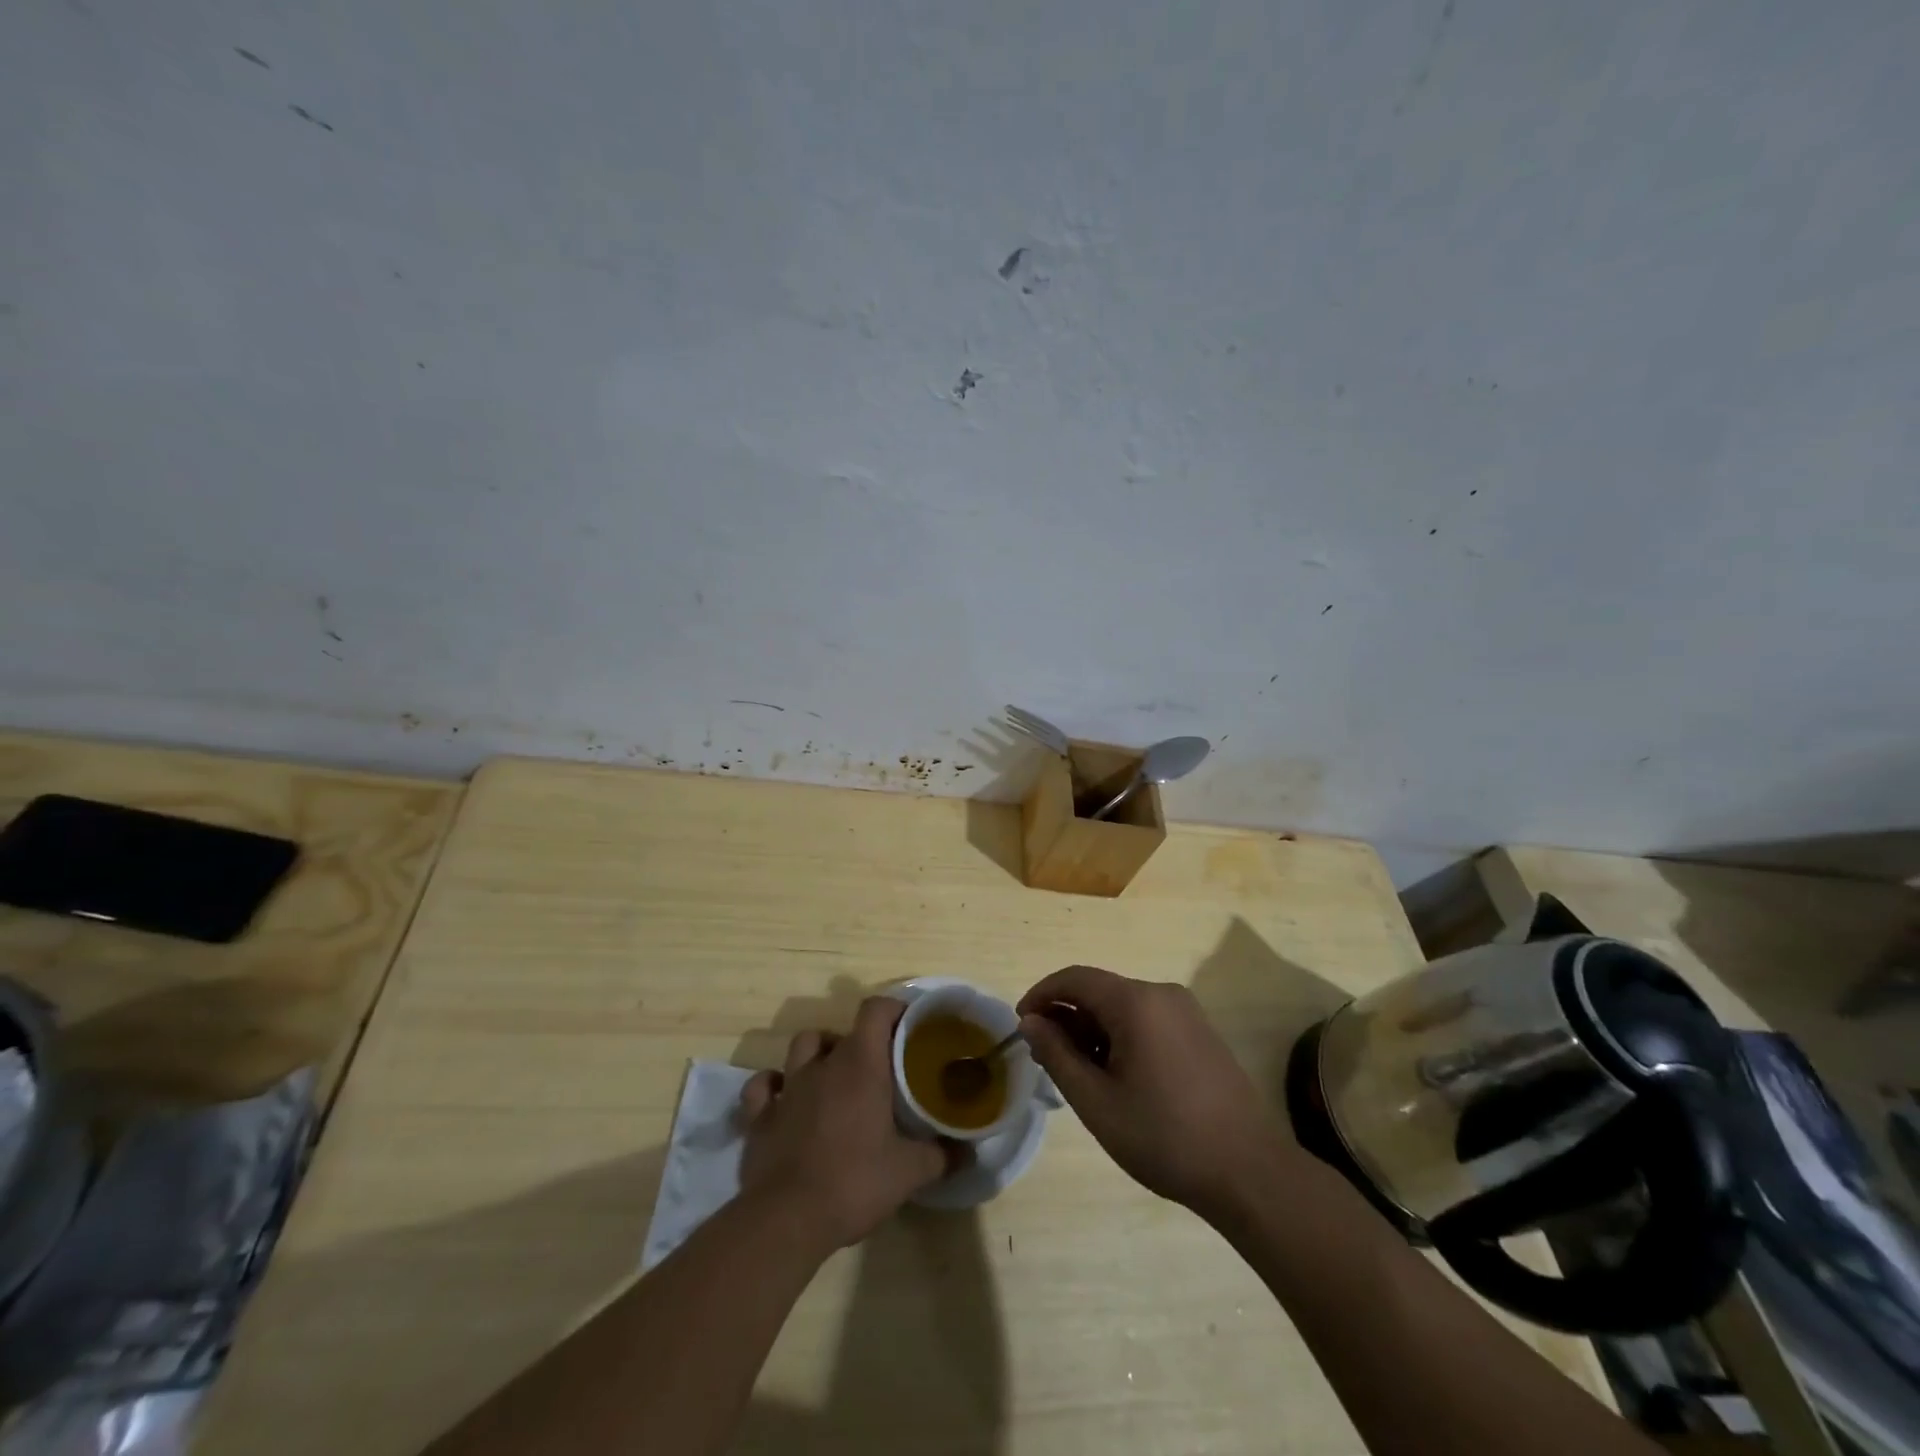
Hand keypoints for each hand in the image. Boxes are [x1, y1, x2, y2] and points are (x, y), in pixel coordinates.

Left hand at [737, 997, 950, 1251]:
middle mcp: (822, 1065)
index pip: (875, 1010)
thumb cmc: (854, 1182)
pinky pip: (763, 1085)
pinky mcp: (759, 1116)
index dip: (893, 1009)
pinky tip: (784, 1098)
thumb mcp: (910, 1172)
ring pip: (802, 1046)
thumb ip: (942, 1155)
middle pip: (842, 1031)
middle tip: (879, 1068)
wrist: (787, 1219)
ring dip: (819, 1052)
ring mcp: (788, 1087)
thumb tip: (967, 1151)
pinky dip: (773, 1084)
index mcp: (861, 1064)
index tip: (909, 1026)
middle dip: (861, 1042)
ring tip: (834, 1076)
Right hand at [1018, 966, 1295, 1221]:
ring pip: (1122, 1008)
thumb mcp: (1096, 1101)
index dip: (1041, 996)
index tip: (1020, 1027)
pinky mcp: (1200, 1033)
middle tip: (1045, 1059)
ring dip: (1092, 1030)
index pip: (1074, 979)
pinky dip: (1120, 1038)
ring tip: (1076, 1074)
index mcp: (1136, 1002)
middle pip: (1099, 991)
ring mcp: (1186, 1012)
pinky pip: (1147, 1021)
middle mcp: (1162, 994)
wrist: (1249, 1173)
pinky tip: (1115, 1077)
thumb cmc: (1165, 1136)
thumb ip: (1057, 1055)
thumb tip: (1031, 1022)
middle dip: (1066, 1018)